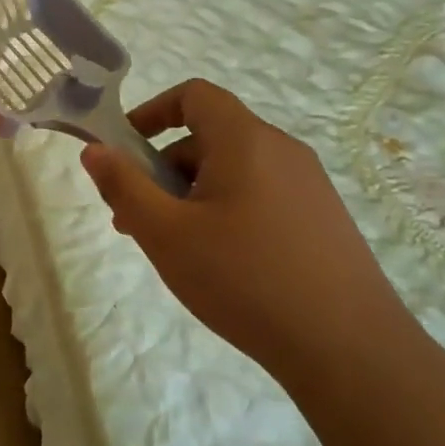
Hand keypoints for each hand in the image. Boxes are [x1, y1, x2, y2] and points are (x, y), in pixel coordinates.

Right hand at [82, 79, 407, 382]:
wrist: (350, 350)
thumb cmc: (245, 279)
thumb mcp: (165, 233)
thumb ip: (124, 186)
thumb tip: (94, 150)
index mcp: (244, 140)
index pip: (194, 95)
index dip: (153, 111)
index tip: (125, 151)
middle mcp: (281, 150)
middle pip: (210, 136)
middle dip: (164, 167)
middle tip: (138, 217)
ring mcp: (309, 185)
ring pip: (234, 170)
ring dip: (192, 194)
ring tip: (174, 248)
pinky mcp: (323, 219)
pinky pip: (261, 194)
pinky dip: (226, 210)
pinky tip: (220, 263)